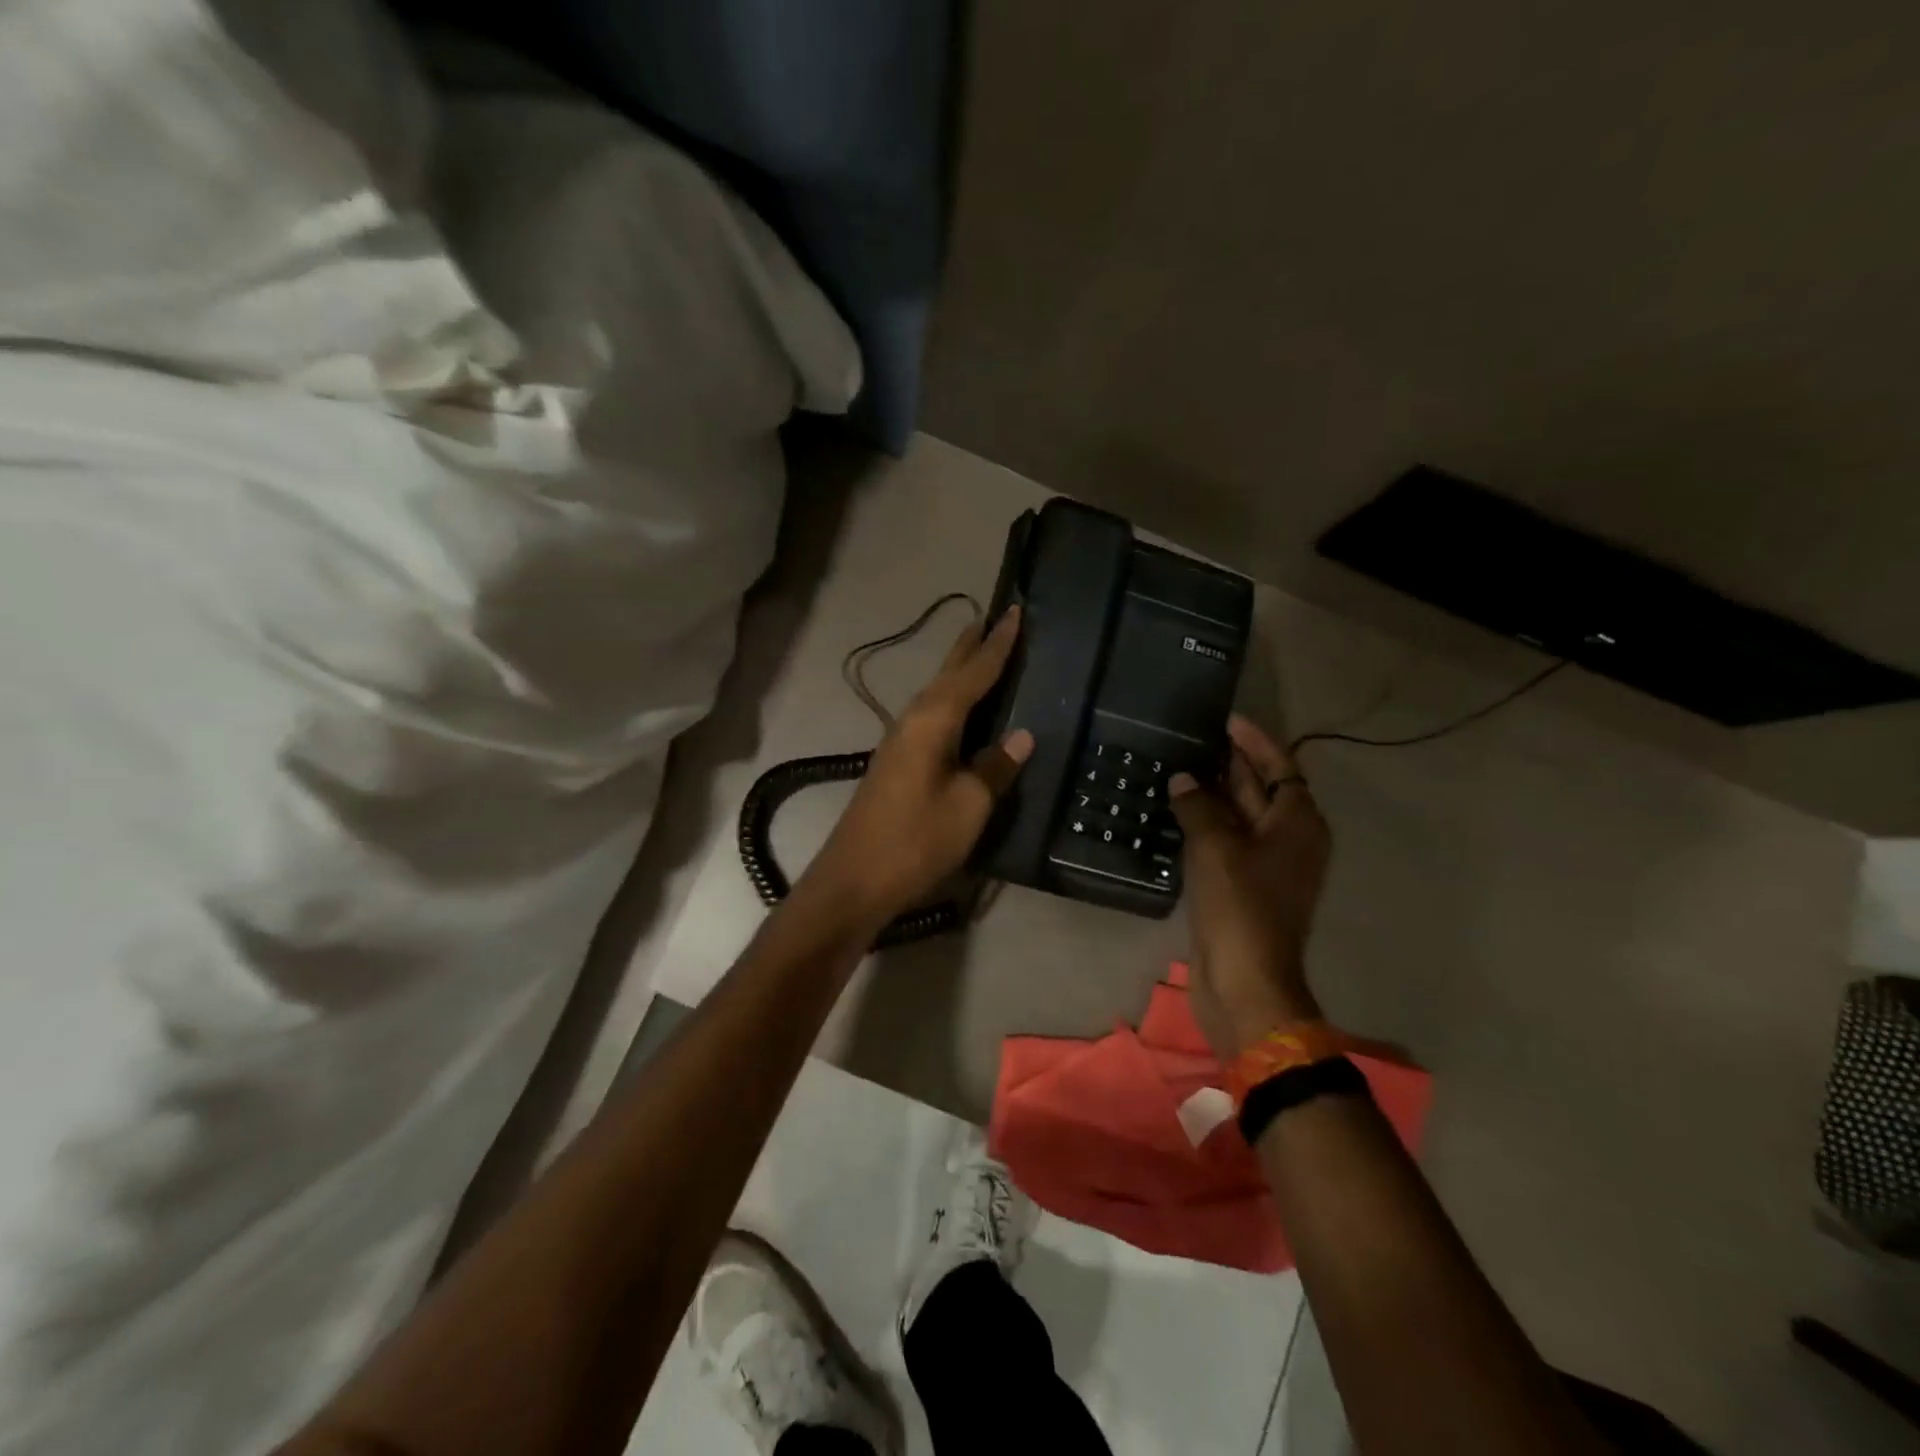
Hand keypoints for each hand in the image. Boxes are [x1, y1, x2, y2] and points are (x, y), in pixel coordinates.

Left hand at [800, 608, 1033, 929]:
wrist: (854, 880)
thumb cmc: (916, 840)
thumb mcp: (968, 807)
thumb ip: (995, 767)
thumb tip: (1022, 736)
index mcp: (932, 721)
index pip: (973, 673)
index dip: (998, 645)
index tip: (1017, 612)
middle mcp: (912, 721)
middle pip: (947, 675)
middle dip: (971, 647)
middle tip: (995, 619)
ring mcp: (899, 742)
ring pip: (936, 694)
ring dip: (959, 672)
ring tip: (980, 653)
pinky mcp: (895, 764)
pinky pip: (930, 716)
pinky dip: (951, 702)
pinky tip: (959, 711)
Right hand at [1168, 714, 1330, 1060]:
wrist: (1244, 981)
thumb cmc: (1239, 905)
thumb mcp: (1215, 846)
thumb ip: (1199, 806)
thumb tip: (1183, 780)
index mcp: (1298, 823)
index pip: (1281, 767)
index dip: (1255, 742)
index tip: (1228, 720)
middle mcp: (1290, 840)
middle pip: (1264, 790)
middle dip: (1234, 764)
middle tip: (1197, 739)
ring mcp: (1268, 867)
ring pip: (1243, 818)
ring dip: (1216, 795)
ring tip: (1182, 769)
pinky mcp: (1246, 888)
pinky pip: (1228, 843)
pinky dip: (1208, 825)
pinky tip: (1180, 815)